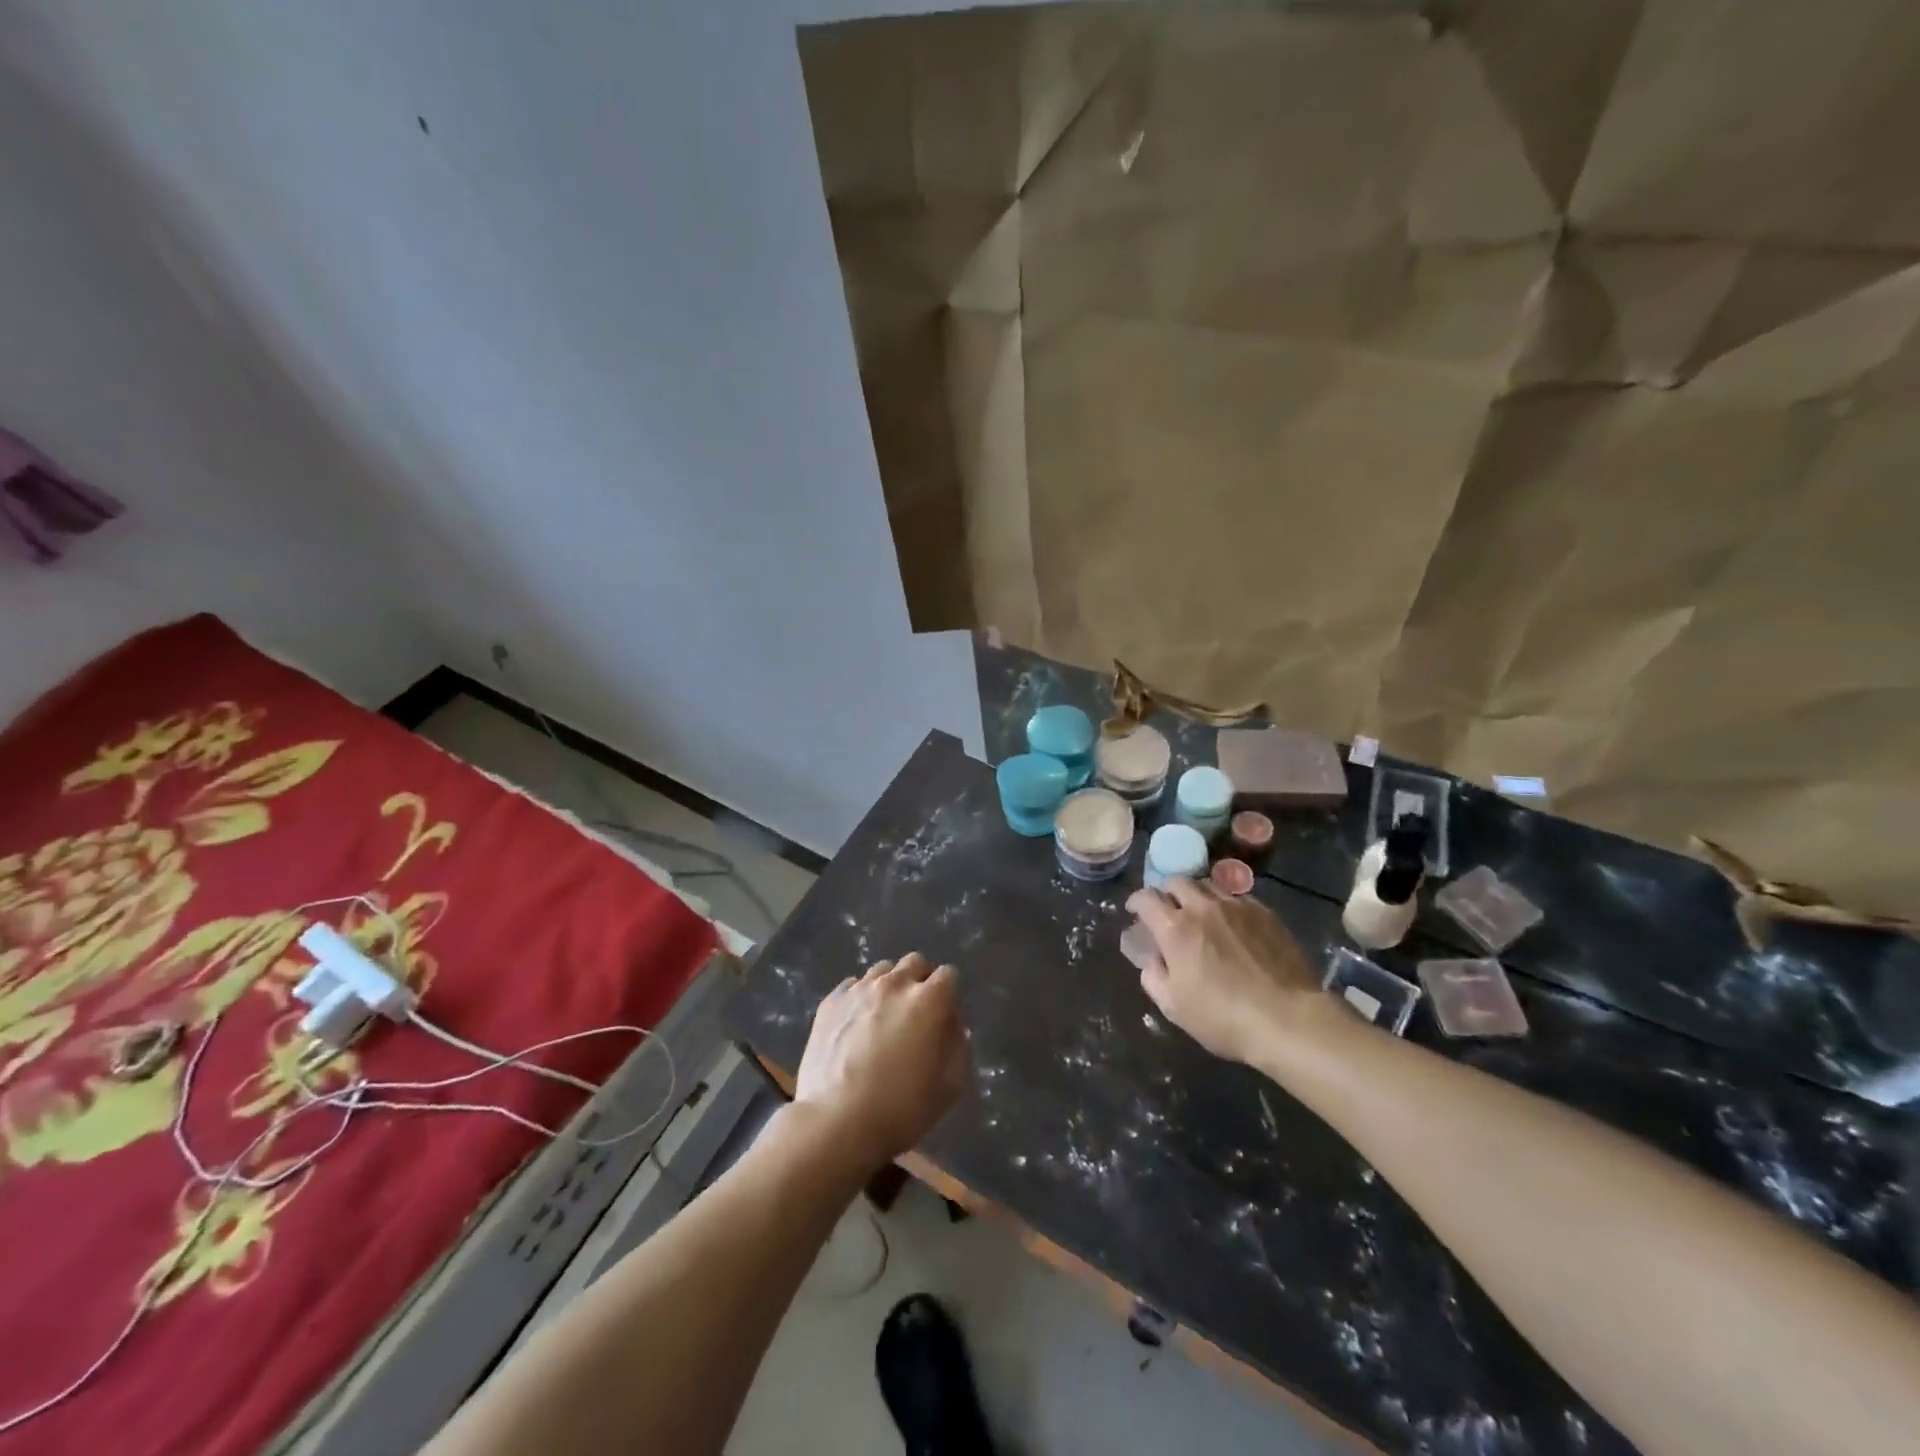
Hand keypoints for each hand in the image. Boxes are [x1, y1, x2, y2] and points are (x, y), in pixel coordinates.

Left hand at [794, 952, 969, 1167]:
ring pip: (883, 970)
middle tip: (917, 1013)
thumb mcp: (950, 1085)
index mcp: (928, 1000)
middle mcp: (895, 984)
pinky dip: (860, 997)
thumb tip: (951, 1023)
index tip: (944, 1018)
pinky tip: (856, 1023)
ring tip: (884, 1016)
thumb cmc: (900, 1108)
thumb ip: (958, 1044)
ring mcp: (859, 989)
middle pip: (915, 963)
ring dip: (891, 986)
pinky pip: (852, 985)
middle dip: (921, 981)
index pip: (948, 975)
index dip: (949, 995)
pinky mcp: (830, 1002)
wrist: (836, 1121)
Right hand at [1125, 879, 1321, 1064]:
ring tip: (1200, 913)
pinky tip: (1232, 924)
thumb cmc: (1223, 1018)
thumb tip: (1153, 960)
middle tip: (1168, 910)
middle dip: (1166, 892)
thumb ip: (1153, 978)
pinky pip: (1237, 897)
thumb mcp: (1174, 1008)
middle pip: (1177, 881)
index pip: (1146, 898)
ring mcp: (1237, 906)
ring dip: (1196, 895)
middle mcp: (1203, 907)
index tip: (1135, 911)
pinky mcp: (1265, 913)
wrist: (1288, 1019)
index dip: (1136, 901)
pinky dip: (1226, 904)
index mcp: (1175, 928)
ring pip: (1208, 884)